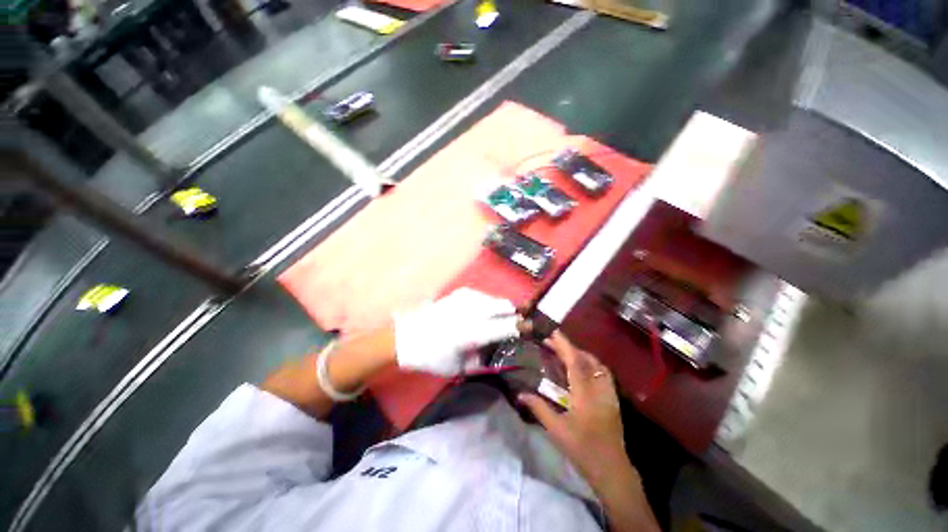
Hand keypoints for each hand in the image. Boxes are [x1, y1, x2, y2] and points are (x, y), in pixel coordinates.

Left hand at [394, 288, 521, 375]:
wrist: (407, 337)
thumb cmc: (432, 356)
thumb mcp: (459, 366)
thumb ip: (481, 358)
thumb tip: (496, 351)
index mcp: (473, 332)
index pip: (505, 326)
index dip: (520, 327)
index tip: (530, 328)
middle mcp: (472, 310)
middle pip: (504, 305)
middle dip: (513, 313)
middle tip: (515, 322)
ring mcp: (465, 298)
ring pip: (493, 299)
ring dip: (499, 308)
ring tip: (497, 319)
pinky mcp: (459, 293)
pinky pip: (481, 296)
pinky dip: (486, 303)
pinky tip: (481, 312)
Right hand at [518, 331, 627, 483]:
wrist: (612, 470)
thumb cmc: (582, 450)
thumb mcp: (557, 431)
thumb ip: (539, 408)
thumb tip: (521, 393)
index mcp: (585, 395)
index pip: (575, 363)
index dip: (564, 345)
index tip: (553, 333)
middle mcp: (599, 390)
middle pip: (587, 360)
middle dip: (570, 347)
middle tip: (553, 342)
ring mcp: (609, 394)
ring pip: (598, 365)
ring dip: (582, 354)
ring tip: (566, 352)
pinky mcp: (613, 400)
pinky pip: (603, 374)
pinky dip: (591, 364)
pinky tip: (582, 368)